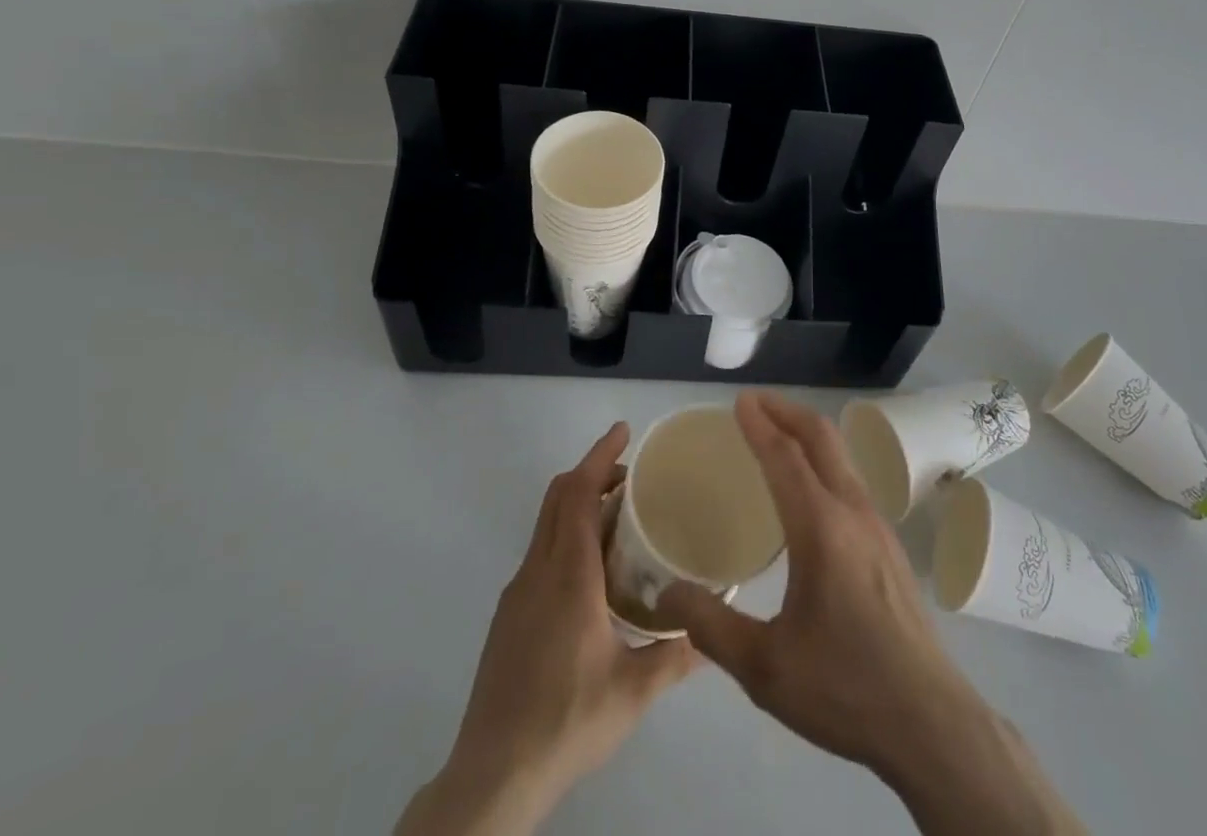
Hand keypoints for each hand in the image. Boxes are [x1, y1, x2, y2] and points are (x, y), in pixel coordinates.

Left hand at [397, 424, 697, 835]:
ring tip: (621, 520)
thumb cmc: (566, 721)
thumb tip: (714, 636)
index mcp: (568, 574)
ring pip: (547, 524)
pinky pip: (541, 552)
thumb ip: (676, 656)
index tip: (623, 430)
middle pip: (559, 496)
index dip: (600, 454)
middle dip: (593, 472)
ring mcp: (518, 592)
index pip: (579, 492)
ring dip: (580, 504)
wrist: (491, 776)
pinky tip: (594, 574)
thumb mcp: (633, 692)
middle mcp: (538, 571)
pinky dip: (568, 535)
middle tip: (632, 475)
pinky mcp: (509, 615)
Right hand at [657, 392, 976, 775]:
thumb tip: (666, 594)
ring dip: (808, 432)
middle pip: (821, 437)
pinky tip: (809, 487)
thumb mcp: (765, 668)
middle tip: (754, 403)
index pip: (785, 458)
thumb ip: (710, 627)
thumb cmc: (845, 689)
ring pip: (841, 455)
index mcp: (821, 528)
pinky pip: (851, 478)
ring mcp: (878, 524)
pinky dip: (824, 458)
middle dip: (787, 411)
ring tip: (778, 434)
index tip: (738, 401)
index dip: (759, 425)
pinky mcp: (890, 543)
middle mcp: (853, 511)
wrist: (930, 722)